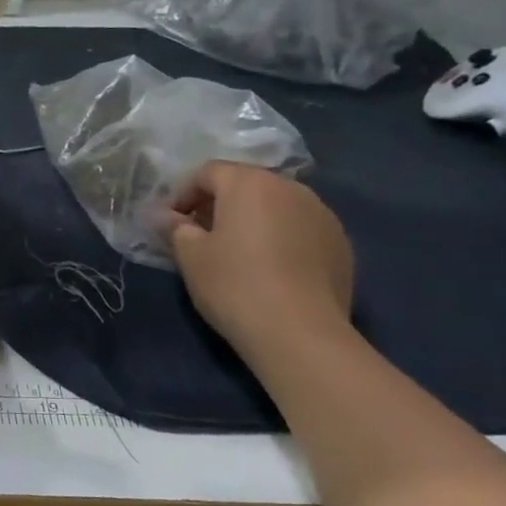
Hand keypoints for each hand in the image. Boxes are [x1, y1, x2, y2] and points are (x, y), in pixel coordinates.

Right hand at [157, 162, 354, 360]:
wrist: (300, 334)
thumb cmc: (234, 284)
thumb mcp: (190, 255)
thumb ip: (174, 228)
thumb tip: (164, 216)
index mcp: (250, 183)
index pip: (208, 172)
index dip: (183, 193)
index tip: (170, 222)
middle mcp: (291, 189)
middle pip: (246, 184)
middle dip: (219, 204)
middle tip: (199, 234)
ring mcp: (323, 215)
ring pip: (276, 206)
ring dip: (252, 219)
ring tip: (236, 252)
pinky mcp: (342, 245)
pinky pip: (300, 229)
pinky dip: (280, 238)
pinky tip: (270, 269)